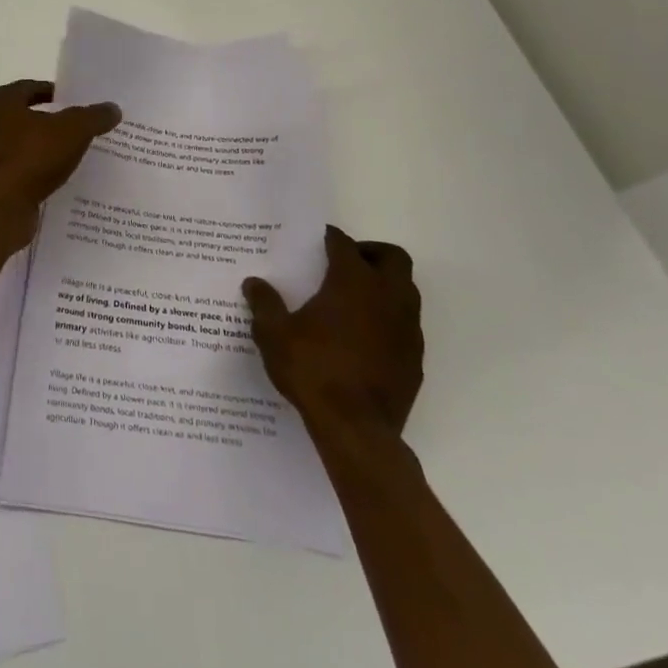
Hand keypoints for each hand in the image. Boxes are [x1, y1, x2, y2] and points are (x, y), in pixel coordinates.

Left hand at [0, 81, 119, 232]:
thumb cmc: (31, 156)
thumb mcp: (72, 131)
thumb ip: (92, 117)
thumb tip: (112, 108)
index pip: (28, 88)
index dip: (51, 92)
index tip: (73, 101)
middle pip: (21, 117)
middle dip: (46, 122)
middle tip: (74, 129)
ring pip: (16, 146)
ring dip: (37, 149)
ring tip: (66, 157)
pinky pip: (13, 172)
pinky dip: (30, 173)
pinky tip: (51, 181)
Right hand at [244, 225, 421, 440]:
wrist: (356, 428)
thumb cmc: (312, 370)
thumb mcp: (274, 334)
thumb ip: (265, 304)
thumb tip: (254, 283)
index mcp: (352, 283)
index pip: (345, 245)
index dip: (331, 238)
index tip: (317, 239)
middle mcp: (387, 297)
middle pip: (392, 258)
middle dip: (370, 253)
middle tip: (344, 262)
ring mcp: (407, 329)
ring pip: (406, 290)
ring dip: (384, 285)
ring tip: (353, 298)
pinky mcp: (414, 358)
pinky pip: (406, 325)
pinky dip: (389, 319)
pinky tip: (364, 336)